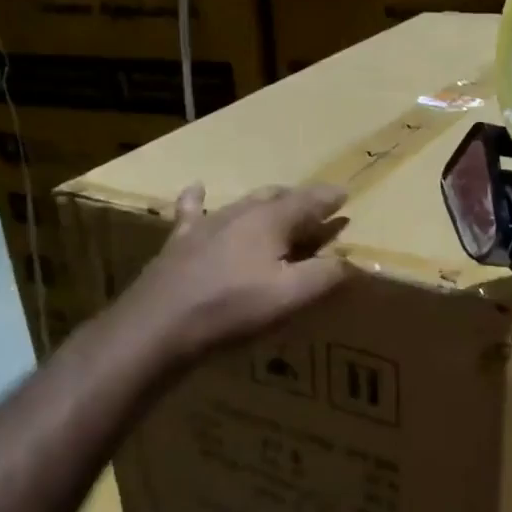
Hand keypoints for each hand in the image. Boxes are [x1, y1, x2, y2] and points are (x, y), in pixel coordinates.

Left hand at [114, 183, 350, 364]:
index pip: (309, 201)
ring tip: (276, 201)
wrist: (159, 324)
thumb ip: (326, 275)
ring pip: (242, 202)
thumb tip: (352, 260)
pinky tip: (197, 188)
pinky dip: (198, 198)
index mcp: (271, 220)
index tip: (345, 195)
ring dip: (264, 201)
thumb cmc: (233, 309)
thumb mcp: (291, 296)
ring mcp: (207, 223)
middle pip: (277, 197)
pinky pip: (192, 211)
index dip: (329, 199)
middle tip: (315, 208)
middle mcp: (240, 212)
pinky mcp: (180, 241)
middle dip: (299, 200)